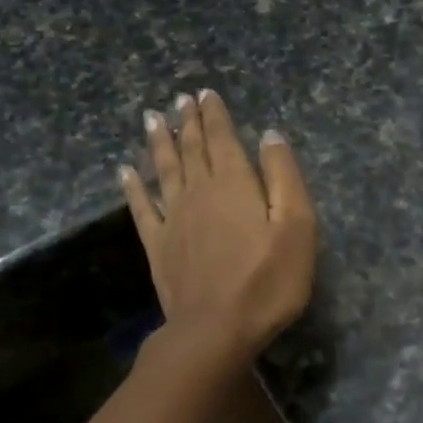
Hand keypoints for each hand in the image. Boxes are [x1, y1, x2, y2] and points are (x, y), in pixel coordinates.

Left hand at [122, 90, 316, 369]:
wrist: (216, 329)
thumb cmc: (268, 280)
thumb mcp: (296, 226)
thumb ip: (284, 177)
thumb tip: (270, 135)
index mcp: (234, 184)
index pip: (222, 139)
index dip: (215, 115)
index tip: (206, 93)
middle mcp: (198, 192)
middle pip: (192, 149)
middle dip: (188, 122)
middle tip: (181, 99)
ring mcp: (173, 219)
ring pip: (165, 170)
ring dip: (160, 143)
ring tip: (153, 119)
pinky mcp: (158, 247)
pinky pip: (142, 207)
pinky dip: (133, 187)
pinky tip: (126, 171)